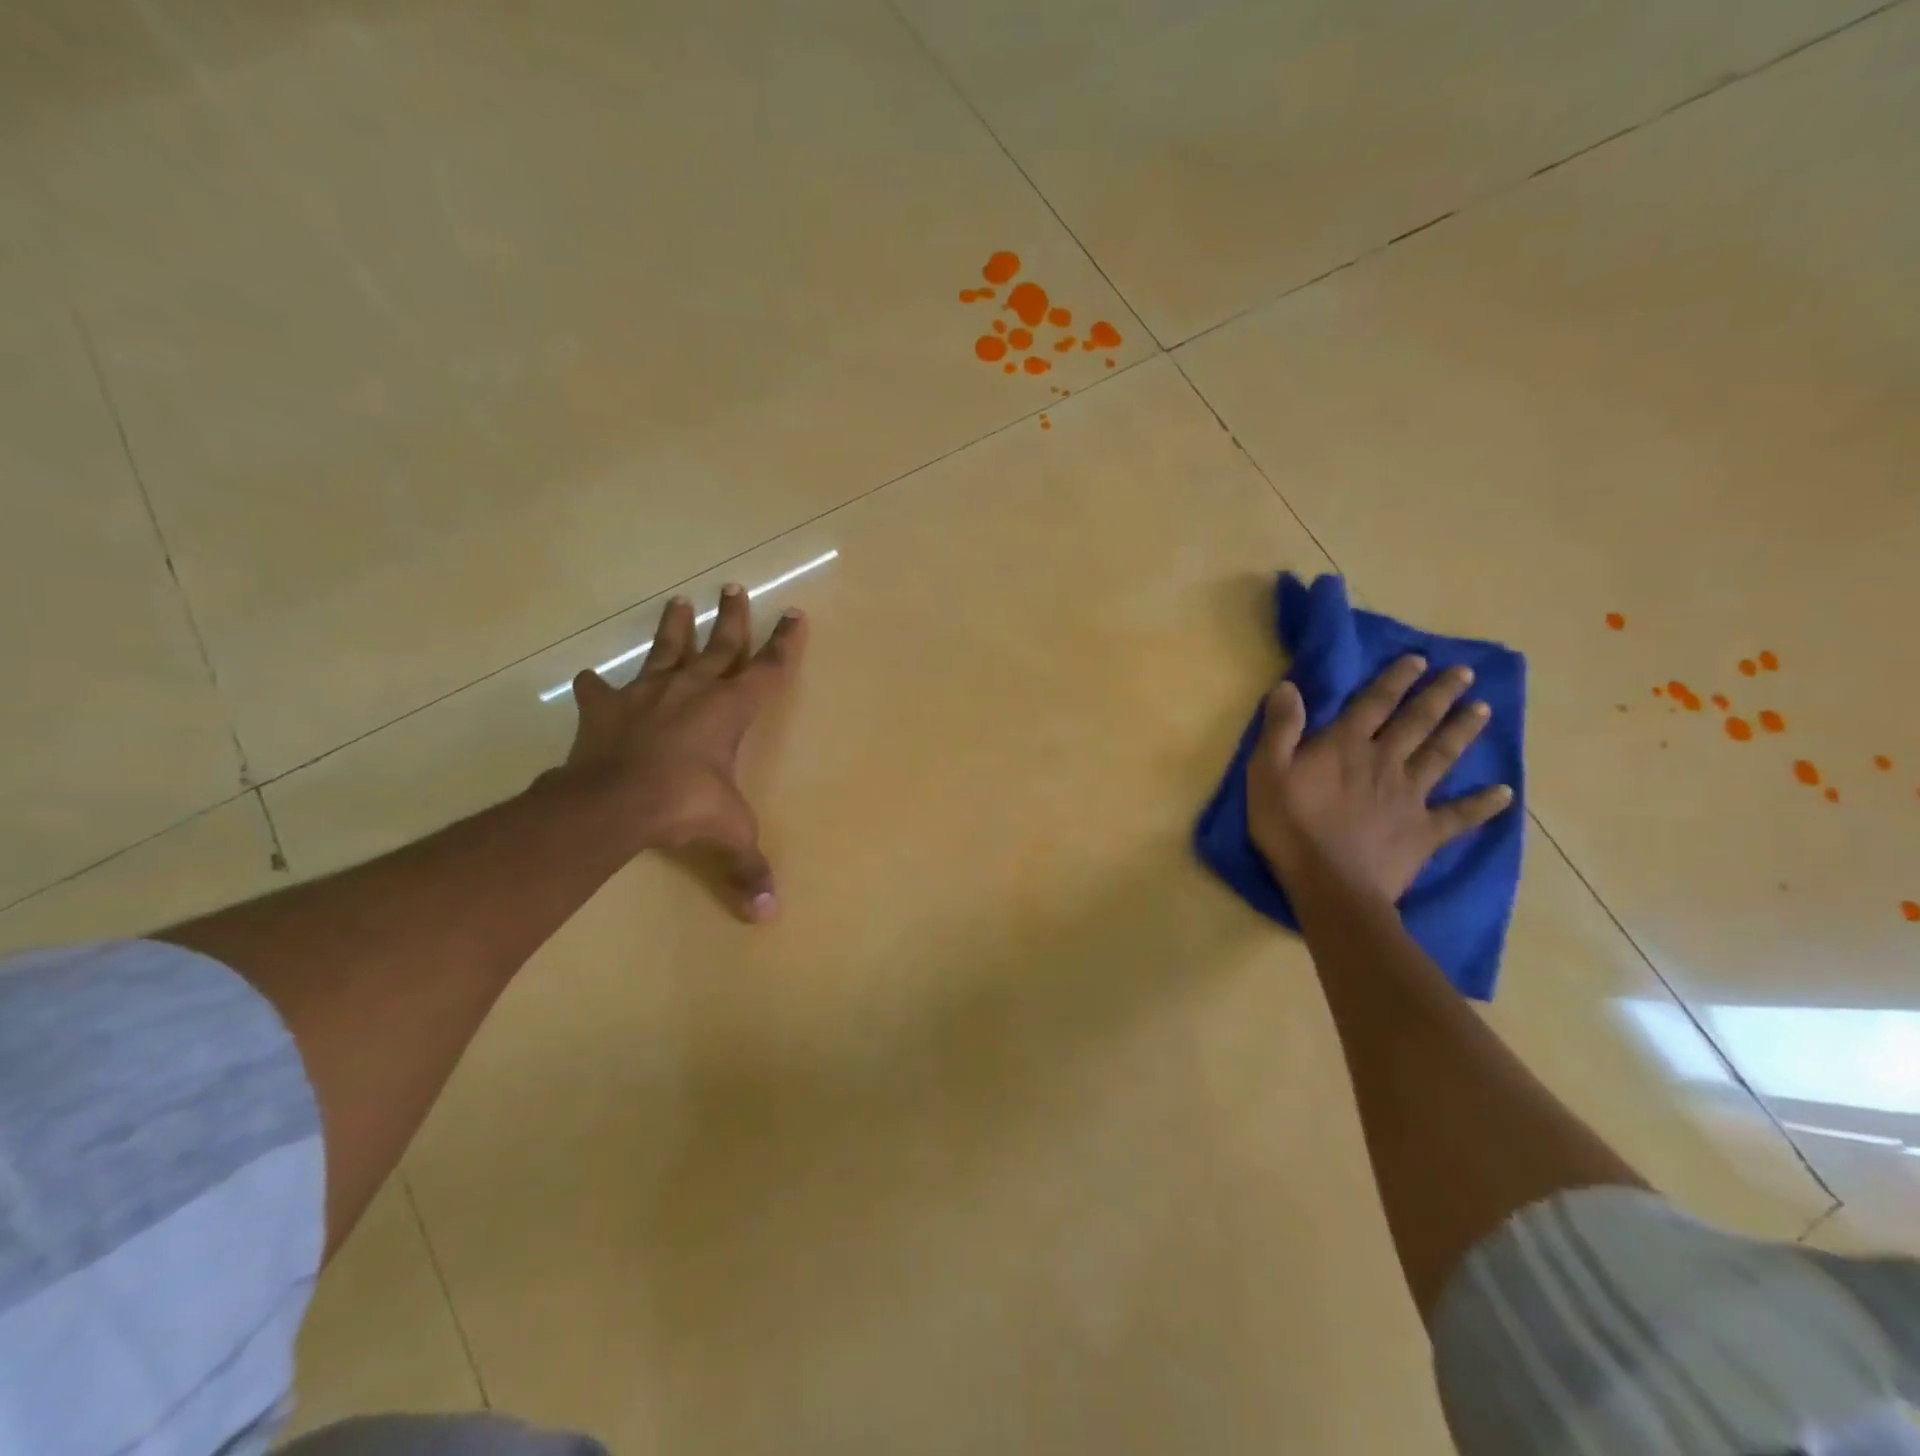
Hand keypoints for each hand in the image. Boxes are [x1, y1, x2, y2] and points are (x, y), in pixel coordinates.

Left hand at [560, 585, 806, 920]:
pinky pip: (601, 693)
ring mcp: (646, 695)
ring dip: (674, 628)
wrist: (615, 801)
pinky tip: (591, 680)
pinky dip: (598, 688)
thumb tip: (769, 916)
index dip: (784, 644)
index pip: (767, 671)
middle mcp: (693, 692)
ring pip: (666, 652)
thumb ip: (748, 869)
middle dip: (732, 618)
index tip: (794, 615)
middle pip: (719, 646)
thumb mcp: (728, 835)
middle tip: (735, 588)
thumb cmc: (685, 806)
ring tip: (678, 602)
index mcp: (730, 711)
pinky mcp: (606, 709)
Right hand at [1247, 656, 1512, 904]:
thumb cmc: (1290, 826)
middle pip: (1417, 722)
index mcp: (1346, 746)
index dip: (1395, 680)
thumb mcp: (1266, 772)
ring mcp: (1411, 797)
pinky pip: (1460, 815)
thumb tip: (1289, 687)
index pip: (1374, 703)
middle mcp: (1385, 762)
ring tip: (1483, 710)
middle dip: (1439, 695)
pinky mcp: (1425, 831)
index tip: (1418, 660)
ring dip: (1463, 731)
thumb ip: (1281, 729)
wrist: (1330, 884)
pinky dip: (1484, 804)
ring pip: (1442, 756)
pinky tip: (1504, 793)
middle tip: (1464, 674)